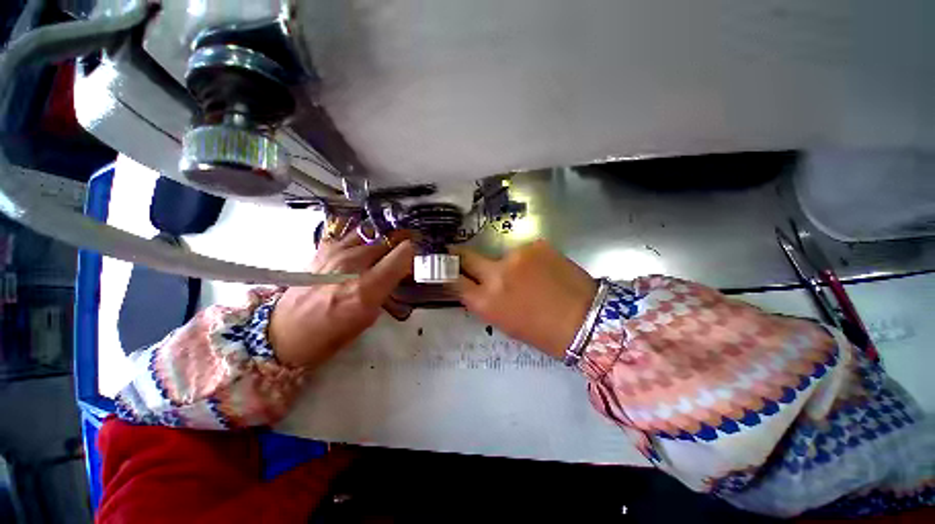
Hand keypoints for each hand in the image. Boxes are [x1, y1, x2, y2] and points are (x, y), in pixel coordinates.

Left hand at [269, 232, 414, 368]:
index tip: (414, 261)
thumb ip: (386, 290)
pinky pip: (350, 237)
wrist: (285, 332)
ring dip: (378, 245)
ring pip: (370, 235)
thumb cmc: (331, 334)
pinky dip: (359, 243)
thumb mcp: (369, 317)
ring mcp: (335, 253)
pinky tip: (357, 255)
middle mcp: (352, 264)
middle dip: (397, 250)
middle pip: (388, 241)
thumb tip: (396, 273)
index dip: (413, 254)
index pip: (403, 253)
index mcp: (367, 287)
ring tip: (377, 257)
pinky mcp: (322, 249)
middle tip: (396, 262)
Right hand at [450, 240, 597, 358]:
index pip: (453, 279)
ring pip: (500, 255)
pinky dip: (528, 259)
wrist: (586, 319)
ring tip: (528, 276)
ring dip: (507, 263)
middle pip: (467, 256)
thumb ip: (487, 301)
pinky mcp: (536, 244)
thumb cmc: (543, 332)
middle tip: (465, 257)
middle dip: (462, 256)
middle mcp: (495, 274)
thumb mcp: (505, 323)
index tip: (444, 265)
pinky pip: (524, 251)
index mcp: (485, 302)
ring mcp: (516, 255)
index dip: (447, 271)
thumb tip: (479, 285)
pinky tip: (544, 271)